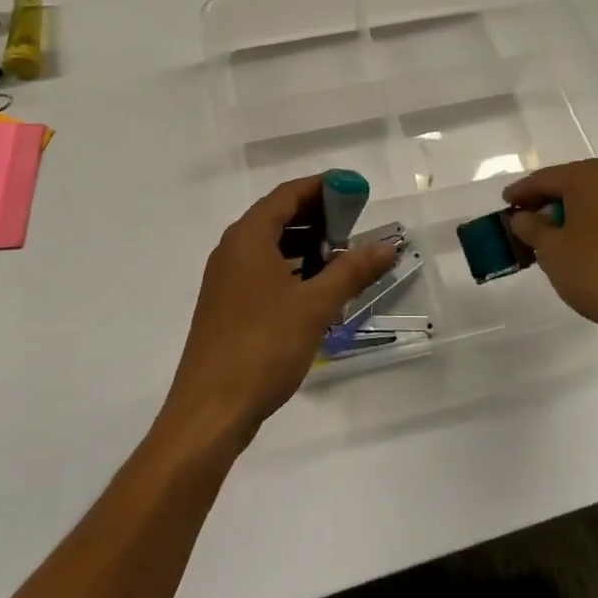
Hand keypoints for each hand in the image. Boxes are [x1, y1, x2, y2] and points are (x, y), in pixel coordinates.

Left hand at [163, 175, 397, 444]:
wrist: (210, 411)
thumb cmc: (262, 347)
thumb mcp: (314, 306)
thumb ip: (351, 271)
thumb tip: (386, 246)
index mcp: (248, 237)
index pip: (287, 194)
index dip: (323, 187)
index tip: (355, 190)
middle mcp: (232, 250)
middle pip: (278, 216)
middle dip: (317, 216)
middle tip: (355, 225)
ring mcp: (226, 279)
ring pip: (270, 246)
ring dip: (306, 244)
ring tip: (342, 256)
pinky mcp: (227, 306)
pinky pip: (263, 270)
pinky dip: (291, 268)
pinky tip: (316, 288)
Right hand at [504, 159, 597, 342]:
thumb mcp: (552, 251)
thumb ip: (532, 228)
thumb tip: (523, 217)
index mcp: (588, 177)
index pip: (544, 179)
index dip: (521, 192)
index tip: (505, 204)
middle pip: (571, 185)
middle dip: (547, 202)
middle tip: (526, 220)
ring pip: (594, 201)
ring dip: (571, 215)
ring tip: (553, 238)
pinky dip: (593, 226)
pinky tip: (584, 248)